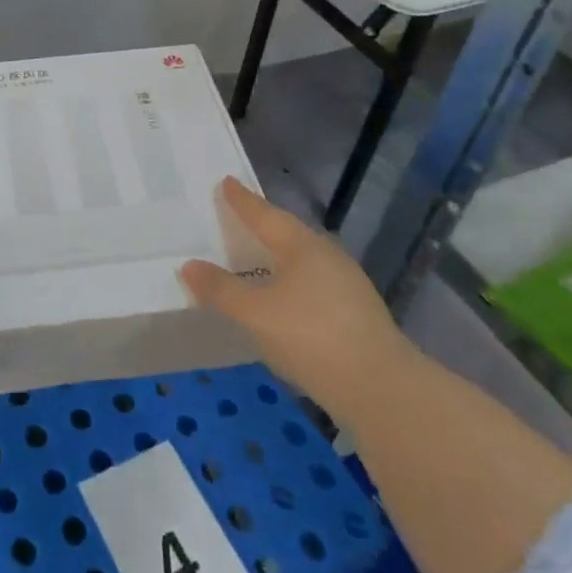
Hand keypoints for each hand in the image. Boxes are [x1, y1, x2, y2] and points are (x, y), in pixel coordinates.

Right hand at [180, 178, 411, 421]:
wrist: (383, 390)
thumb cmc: (312, 337)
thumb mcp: (255, 313)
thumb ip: (221, 289)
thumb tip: (189, 265)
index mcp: (302, 246)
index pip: (265, 215)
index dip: (242, 200)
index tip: (226, 182)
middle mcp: (327, 256)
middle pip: (287, 233)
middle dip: (262, 225)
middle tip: (237, 216)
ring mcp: (346, 286)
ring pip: (302, 260)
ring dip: (277, 256)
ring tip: (255, 256)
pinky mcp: (356, 315)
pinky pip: (312, 284)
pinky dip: (290, 282)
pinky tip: (282, 298)